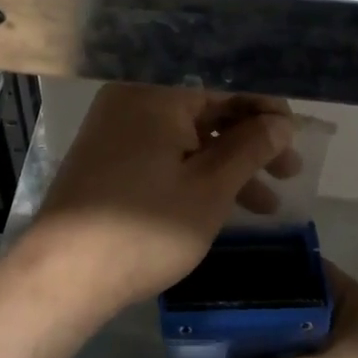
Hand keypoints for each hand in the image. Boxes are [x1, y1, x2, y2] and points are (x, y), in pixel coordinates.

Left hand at [28, 83, 298, 312]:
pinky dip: (197, 172)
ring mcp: (118, 128)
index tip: (294, 134)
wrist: (62, 276)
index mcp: (157, 92)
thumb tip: (280, 124)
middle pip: (207, 107)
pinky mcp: (110, 158)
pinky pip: (166, 151)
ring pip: (188, 135)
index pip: (225, 81)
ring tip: (268, 202)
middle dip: (251, 139)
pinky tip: (226, 204)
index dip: (266, 106)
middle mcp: (134, 98)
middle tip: (289, 170)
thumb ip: (250, 148)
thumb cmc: (145, 229)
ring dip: (229, 163)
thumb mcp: (210, 188)